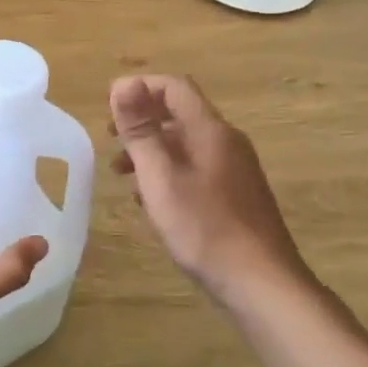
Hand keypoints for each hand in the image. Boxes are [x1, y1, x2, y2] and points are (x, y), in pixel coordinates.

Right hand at [109, 75, 310, 305]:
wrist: (260, 282)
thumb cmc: (204, 227)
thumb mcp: (160, 177)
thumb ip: (140, 130)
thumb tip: (122, 83)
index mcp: (210, 131)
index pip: (174, 87)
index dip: (139, 88)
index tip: (107, 108)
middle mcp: (226, 142)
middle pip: (179, 113)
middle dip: (141, 120)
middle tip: (109, 139)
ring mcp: (234, 169)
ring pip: (185, 143)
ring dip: (151, 149)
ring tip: (120, 173)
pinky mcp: (235, 194)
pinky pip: (195, 168)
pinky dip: (167, 171)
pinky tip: (150, 199)